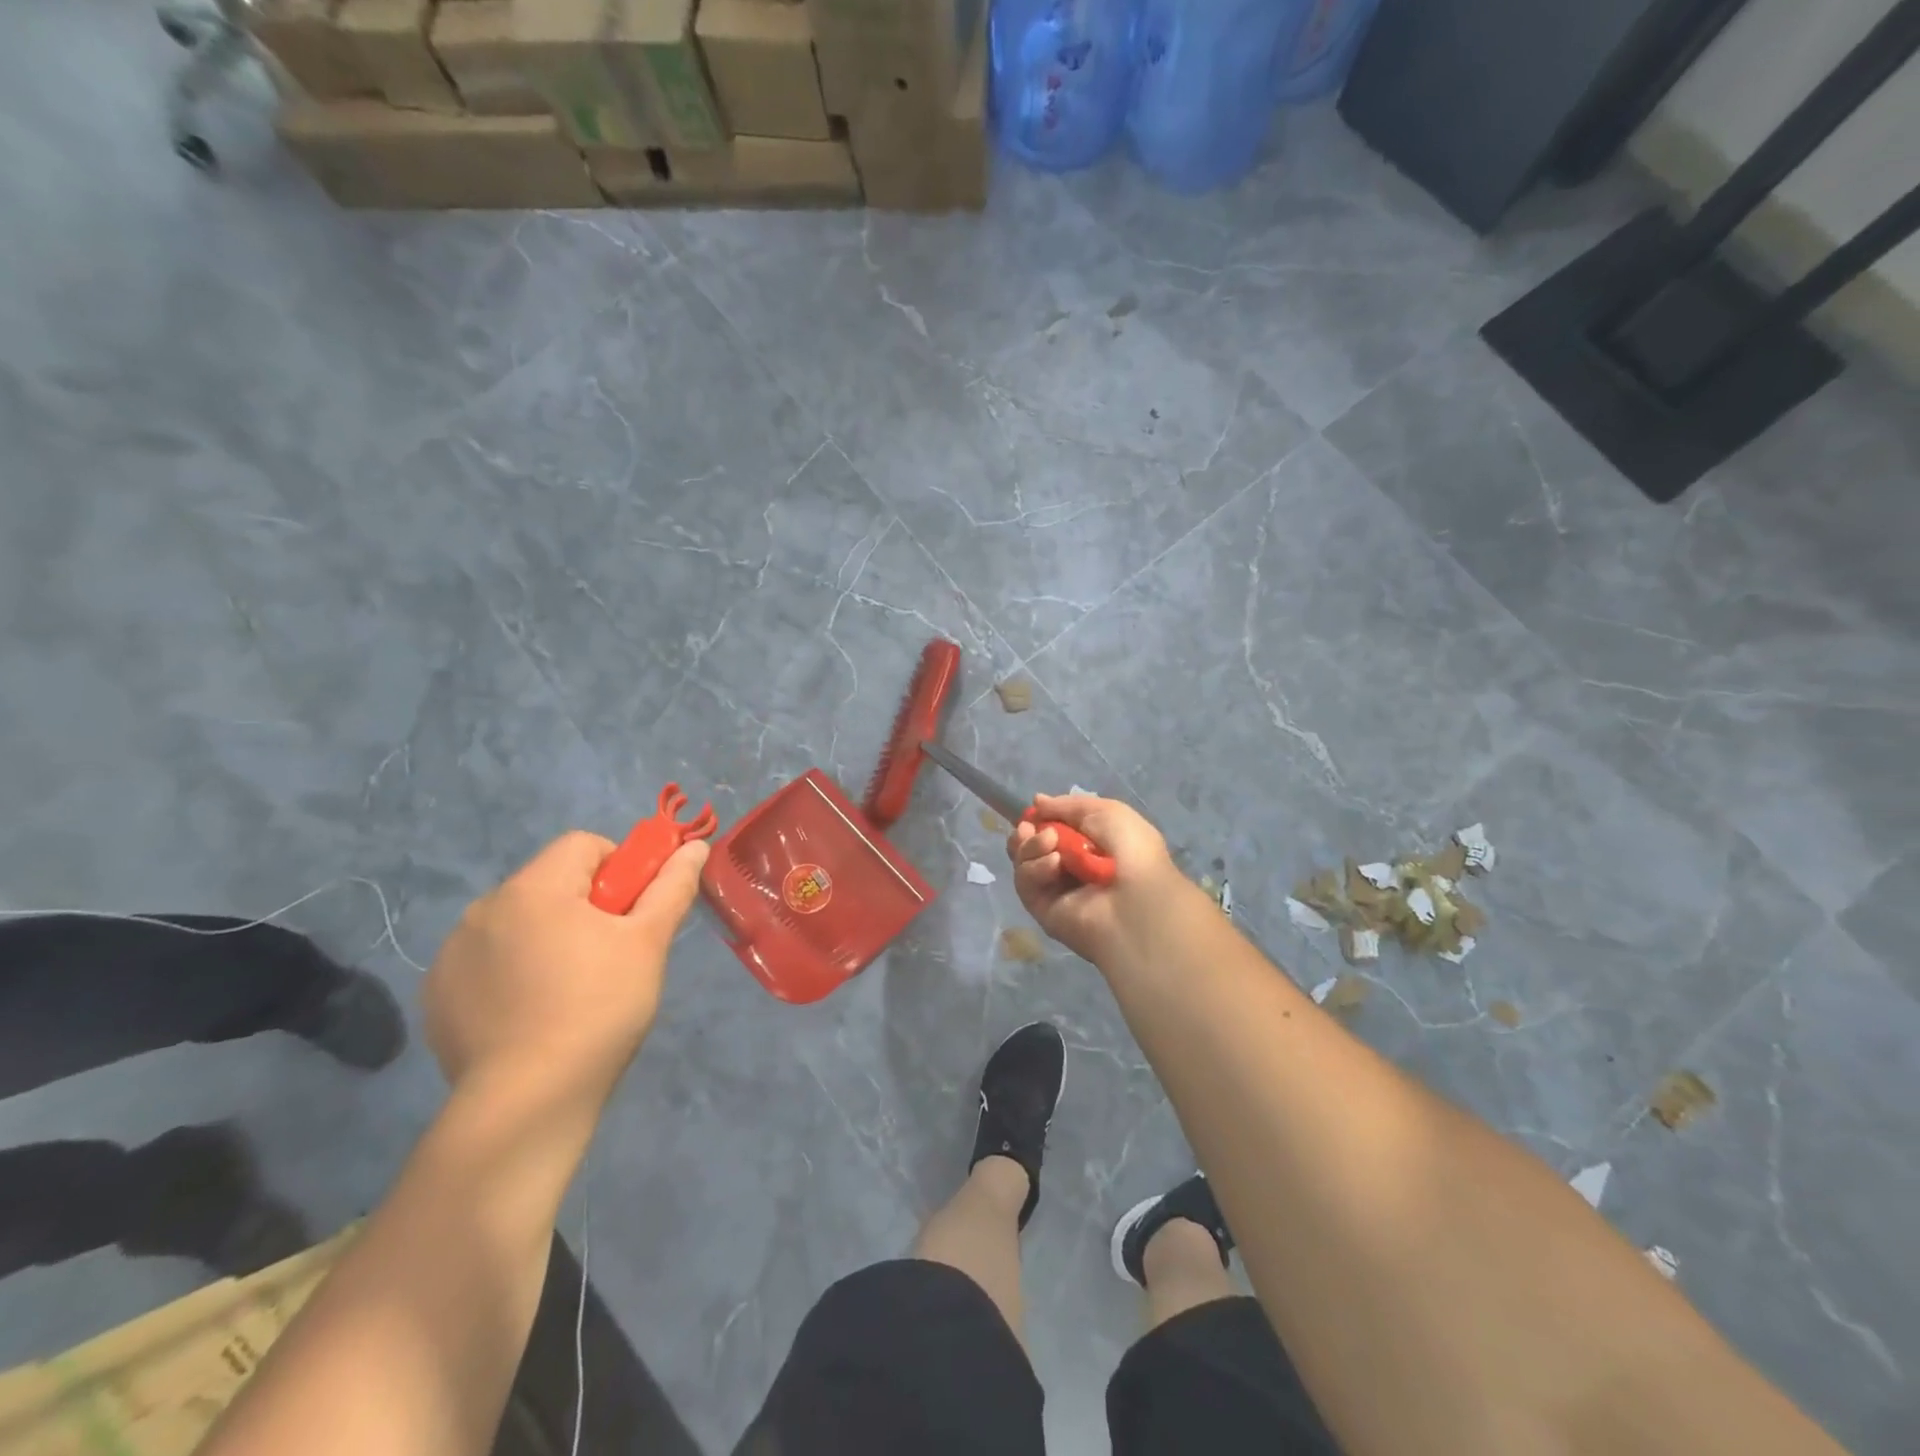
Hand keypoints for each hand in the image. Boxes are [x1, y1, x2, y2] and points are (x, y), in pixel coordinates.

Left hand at [424, 831, 708, 1103]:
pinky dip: (511, 972)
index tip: (631, 914)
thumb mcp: (648, 943)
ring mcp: (452, 954)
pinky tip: (530, 1014)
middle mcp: (483, 909)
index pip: (584, 845)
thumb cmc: (599, 1008)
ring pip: (517, 922)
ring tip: (569, 990)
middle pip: (550, 883)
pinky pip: (486, 961)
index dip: (619, 869)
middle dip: (583, 906)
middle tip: (609, 955)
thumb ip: (672, 887)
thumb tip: (696, 846)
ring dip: (545, 937)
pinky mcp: (437, 995)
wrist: (526, 1102)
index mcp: (534, 888)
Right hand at [1007, 794, 1180, 966]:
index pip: (1051, 829)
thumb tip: (1037, 802)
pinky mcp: (1042, 909)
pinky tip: (1055, 864)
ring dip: (1032, 846)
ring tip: (1051, 842)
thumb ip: (1067, 805)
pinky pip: (1025, 883)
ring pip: (1024, 861)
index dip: (1039, 819)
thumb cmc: (1130, 850)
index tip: (1033, 811)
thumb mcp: (1106, 812)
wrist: (1135, 900)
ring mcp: (1054, 889)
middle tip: (1028, 827)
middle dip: (1026, 833)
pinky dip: (1036, 868)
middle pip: (1030, 846)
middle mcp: (1069, 867)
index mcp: (1088, 845)